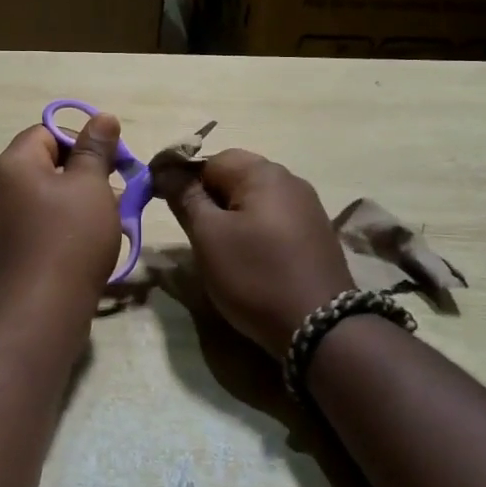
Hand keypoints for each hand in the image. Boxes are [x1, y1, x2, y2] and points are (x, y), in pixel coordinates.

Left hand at [0, 116, 122, 314]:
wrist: (39, 311)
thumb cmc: (70, 238)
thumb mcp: (92, 186)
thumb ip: (96, 148)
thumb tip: (102, 117)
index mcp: (10, 164)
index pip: (46, 132)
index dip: (81, 141)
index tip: (111, 163)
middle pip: (42, 164)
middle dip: (82, 174)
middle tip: (115, 192)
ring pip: (40, 196)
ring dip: (73, 201)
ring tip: (107, 220)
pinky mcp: (0, 250)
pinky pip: (32, 223)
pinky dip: (58, 224)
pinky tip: (84, 244)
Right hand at [157, 149, 353, 358]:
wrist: (320, 326)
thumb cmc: (255, 275)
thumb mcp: (208, 236)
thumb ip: (186, 198)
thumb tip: (165, 169)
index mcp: (263, 173)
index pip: (211, 159)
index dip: (186, 180)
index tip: (170, 209)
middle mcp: (290, 180)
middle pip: (236, 177)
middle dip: (210, 200)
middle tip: (197, 235)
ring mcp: (308, 207)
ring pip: (255, 201)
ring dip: (232, 217)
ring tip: (222, 251)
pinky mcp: (316, 234)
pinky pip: (274, 220)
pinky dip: (255, 232)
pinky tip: (252, 260)